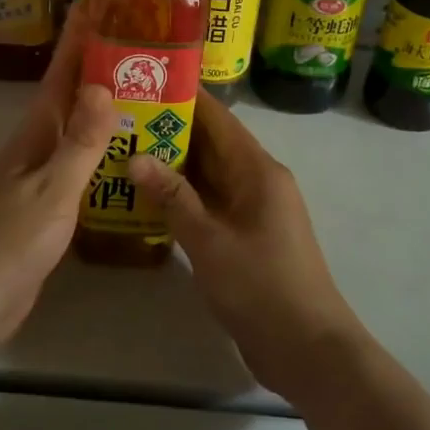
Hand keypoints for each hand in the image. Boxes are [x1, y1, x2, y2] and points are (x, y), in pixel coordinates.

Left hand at [0, 9, 116, 364]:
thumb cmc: (9, 243)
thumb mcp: (52, 190)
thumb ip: (80, 142)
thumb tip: (103, 84)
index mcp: (34, 135)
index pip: (60, 75)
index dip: (77, 40)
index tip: (96, 3)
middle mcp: (34, 148)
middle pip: (68, 97)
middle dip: (95, 67)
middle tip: (137, 43)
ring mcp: (36, 178)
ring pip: (73, 130)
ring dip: (100, 109)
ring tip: (140, 91)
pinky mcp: (42, 208)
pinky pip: (76, 165)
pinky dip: (98, 151)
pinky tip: (121, 156)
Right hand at [129, 93, 367, 403]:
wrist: (308, 349)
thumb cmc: (261, 287)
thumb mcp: (210, 241)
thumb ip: (173, 198)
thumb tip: (136, 157)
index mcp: (257, 170)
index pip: (218, 118)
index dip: (185, 96)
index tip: (146, 80)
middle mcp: (258, 180)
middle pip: (212, 143)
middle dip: (170, 129)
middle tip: (122, 117)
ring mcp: (253, 209)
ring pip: (209, 174)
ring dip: (174, 164)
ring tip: (125, 148)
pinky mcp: (246, 235)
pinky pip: (211, 202)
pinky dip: (183, 196)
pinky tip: (147, 196)